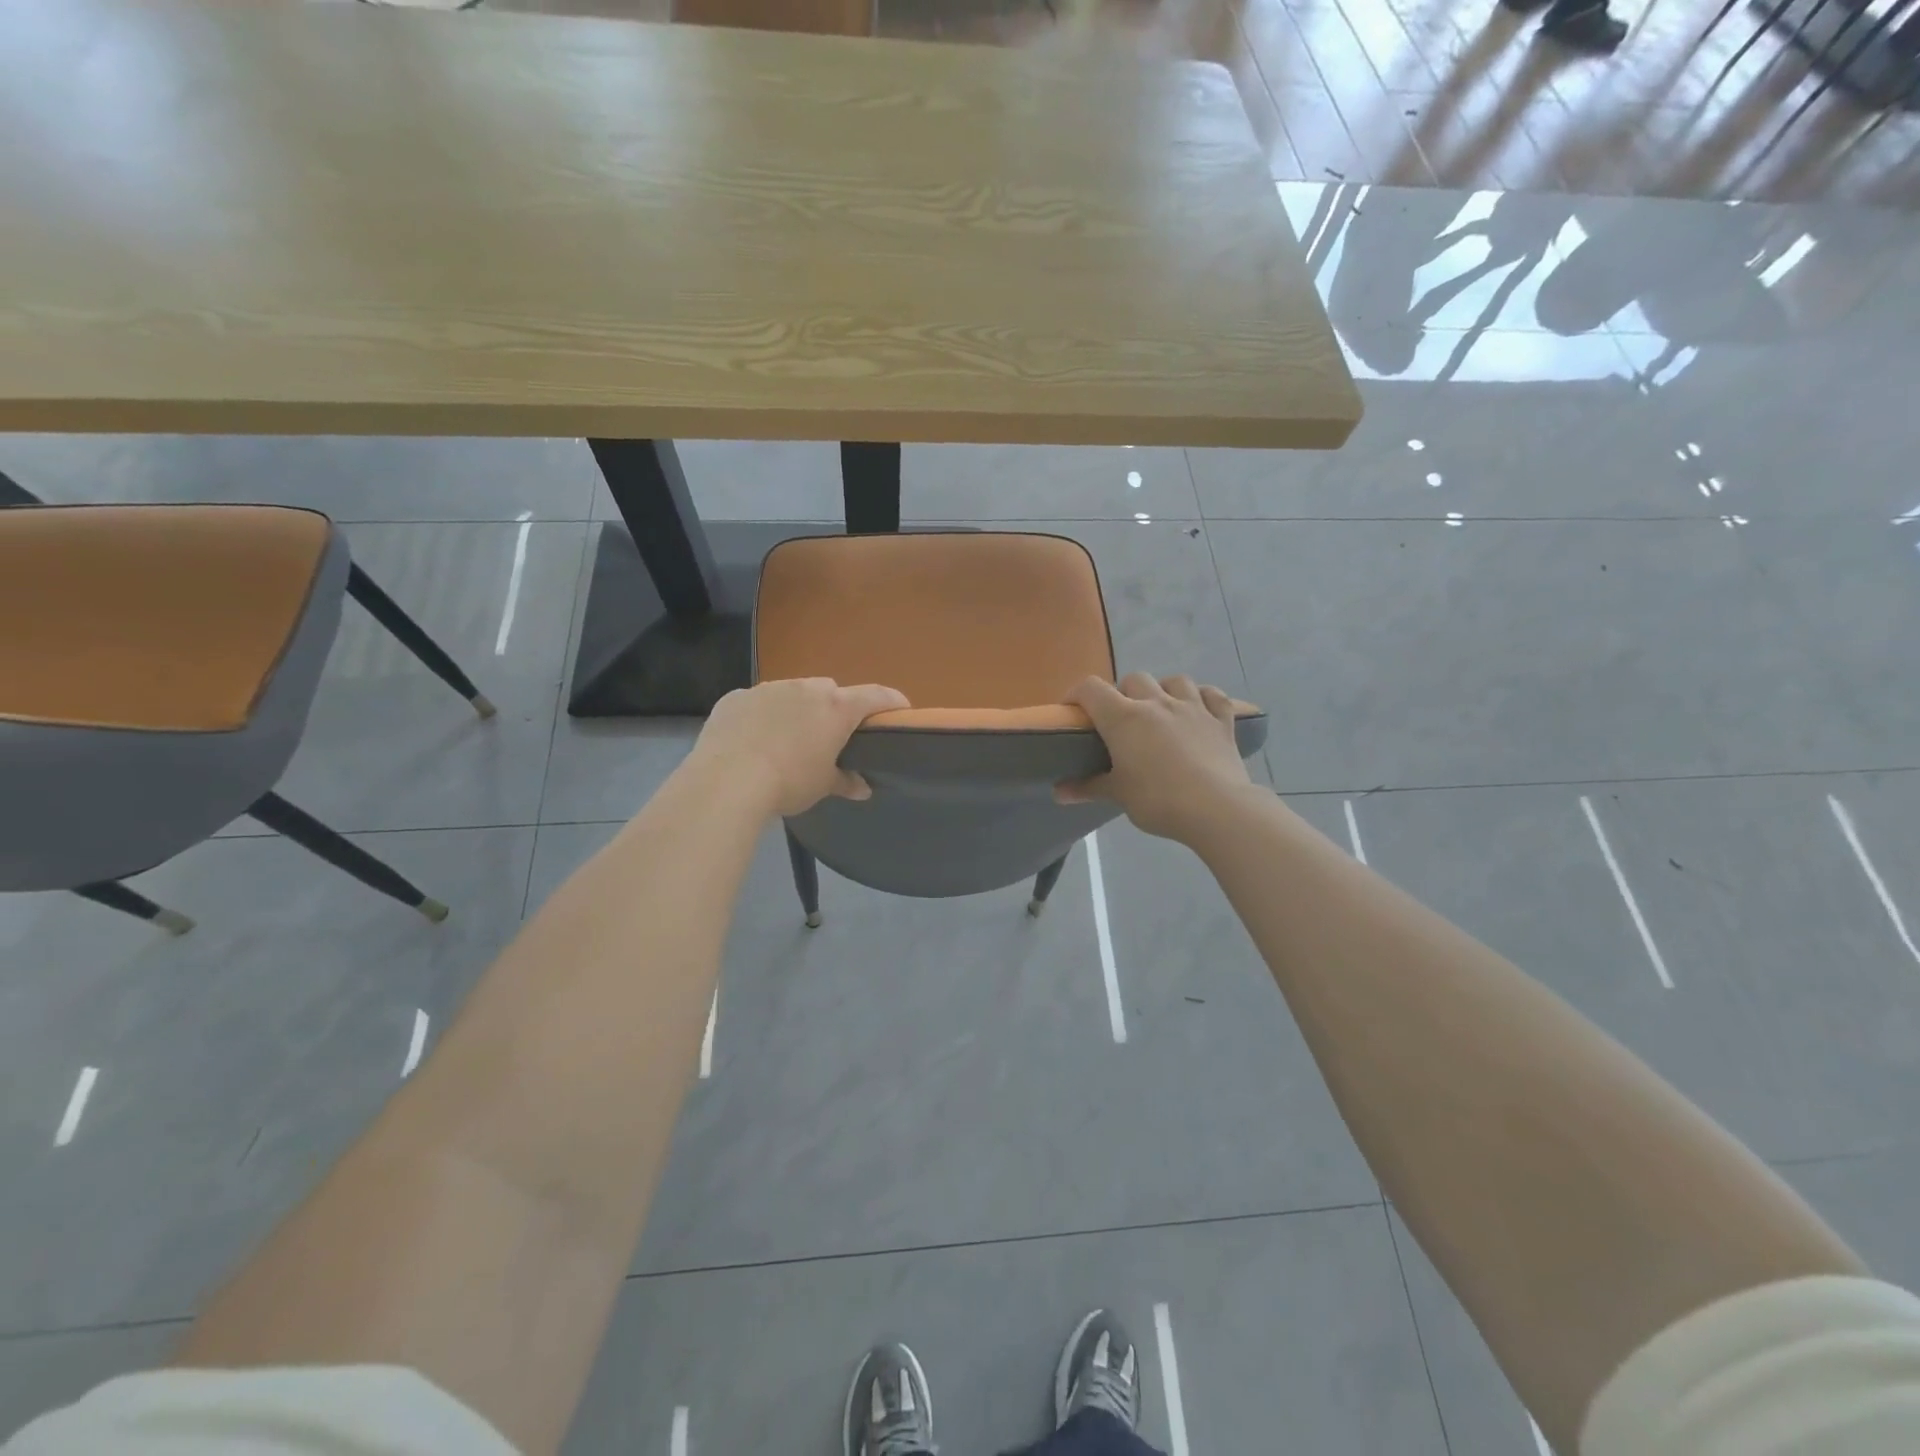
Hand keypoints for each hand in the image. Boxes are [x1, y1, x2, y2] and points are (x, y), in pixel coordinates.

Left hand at [688, 677, 909, 818]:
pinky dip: (762, 716)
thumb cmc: (788, 782)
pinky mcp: (736, 697)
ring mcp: (767, 688)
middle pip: (830, 692)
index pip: (876, 696)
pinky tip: (753, 741)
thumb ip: (845, 781)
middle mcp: (805, 688)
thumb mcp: (822, 786)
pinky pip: (757, 703)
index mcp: (836, 708)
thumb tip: (863, 788)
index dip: (892, 702)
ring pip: (792, 693)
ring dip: (796, 710)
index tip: (901, 709)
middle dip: (834, 709)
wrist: (727, 782)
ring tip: (786, 740)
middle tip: (829, 736)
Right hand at [1057, 673, 1253, 842]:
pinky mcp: (1222, 720)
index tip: (1073, 711)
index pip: (1091, 689)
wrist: (1215, 808)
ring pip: (1175, 680)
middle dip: (1123, 693)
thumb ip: (1088, 788)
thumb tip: (1058, 793)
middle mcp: (1157, 703)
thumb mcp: (1118, 795)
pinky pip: (1213, 696)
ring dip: (1163, 689)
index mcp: (1124, 718)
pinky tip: (1199, 709)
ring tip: (1160, 710)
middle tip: (1121, 720)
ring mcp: (1193, 708)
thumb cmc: (1158, 800)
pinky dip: (1203, 698)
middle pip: (1134, 679)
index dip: (1077, 694)